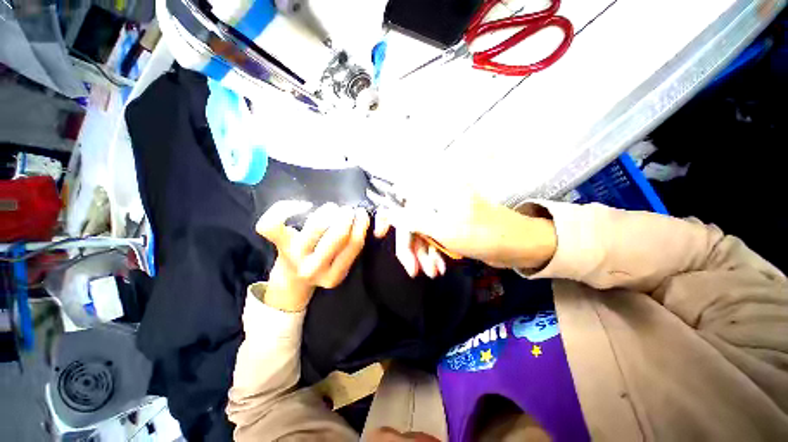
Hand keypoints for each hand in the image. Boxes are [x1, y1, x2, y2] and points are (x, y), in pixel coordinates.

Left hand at [256, 201, 369, 311]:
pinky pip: (274, 223)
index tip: (362, 214)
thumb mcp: (342, 263)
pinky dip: (286, 208)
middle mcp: (315, 269)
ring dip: (328, 211)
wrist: (293, 279)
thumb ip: (356, 245)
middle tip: (348, 210)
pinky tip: (303, 205)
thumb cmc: (323, 265)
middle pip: (337, 235)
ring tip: (332, 208)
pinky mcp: (280, 245)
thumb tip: (375, 218)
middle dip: (347, 216)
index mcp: (335, 275)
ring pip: (316, 225)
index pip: (354, 245)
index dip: (361, 225)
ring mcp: (295, 257)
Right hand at [374, 186, 556, 276]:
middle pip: (411, 221)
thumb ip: (414, 220)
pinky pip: (433, 238)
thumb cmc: (483, 234)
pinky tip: (439, 266)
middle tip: (413, 270)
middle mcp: (437, 199)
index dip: (389, 217)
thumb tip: (389, 212)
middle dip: (411, 247)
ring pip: (422, 233)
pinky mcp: (450, 225)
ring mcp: (444, 213)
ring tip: (433, 272)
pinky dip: (433, 253)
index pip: (402, 200)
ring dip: (423, 254)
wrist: (517, 244)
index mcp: (436, 192)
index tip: (379, 234)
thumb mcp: (445, 229)